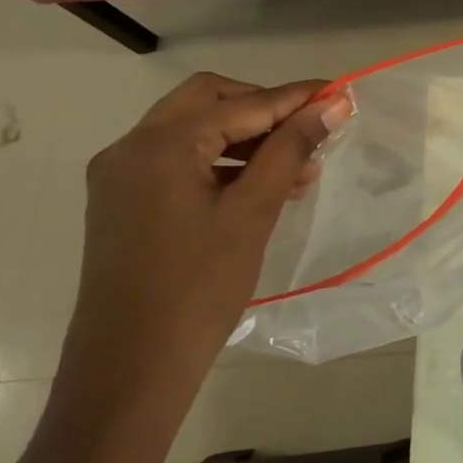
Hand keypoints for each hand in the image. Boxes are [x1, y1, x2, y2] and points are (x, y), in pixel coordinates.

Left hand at [13, 73, 350, 462]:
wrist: (130, 369)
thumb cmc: (199, 289)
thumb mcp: (253, 214)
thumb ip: (291, 151)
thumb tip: (333, 104)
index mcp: (159, 145)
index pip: (239, 105)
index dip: (294, 98)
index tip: (340, 94)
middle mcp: (131, 148)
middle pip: (208, 102)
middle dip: (263, 108)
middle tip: (312, 127)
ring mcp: (122, 176)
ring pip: (193, 131)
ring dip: (246, 137)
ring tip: (300, 166)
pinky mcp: (125, 202)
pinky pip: (179, 161)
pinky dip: (222, 162)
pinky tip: (262, 186)